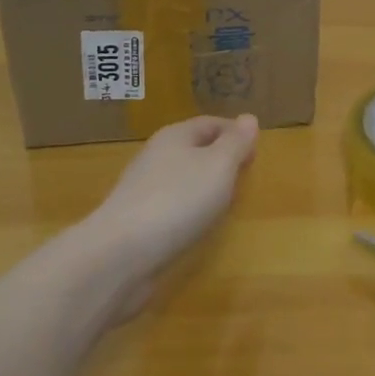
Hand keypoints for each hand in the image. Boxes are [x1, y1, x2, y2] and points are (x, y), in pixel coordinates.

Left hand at [88, 115, 258, 290]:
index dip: (235, 133)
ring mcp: (142, 191)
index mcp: (175, 136)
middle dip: (220, 160)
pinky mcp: (136, 223)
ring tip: (225, 204)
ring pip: (182, 179)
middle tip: (244, 178)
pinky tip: (196, 227)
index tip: (256, 152)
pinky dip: (188, 211)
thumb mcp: (219, 166)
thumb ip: (236, 143)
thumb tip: (249, 119)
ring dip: (204, 187)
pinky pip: (171, 207)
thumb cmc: (177, 200)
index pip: (211, 123)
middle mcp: (156, 157)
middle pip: (195, 150)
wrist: (118, 256)